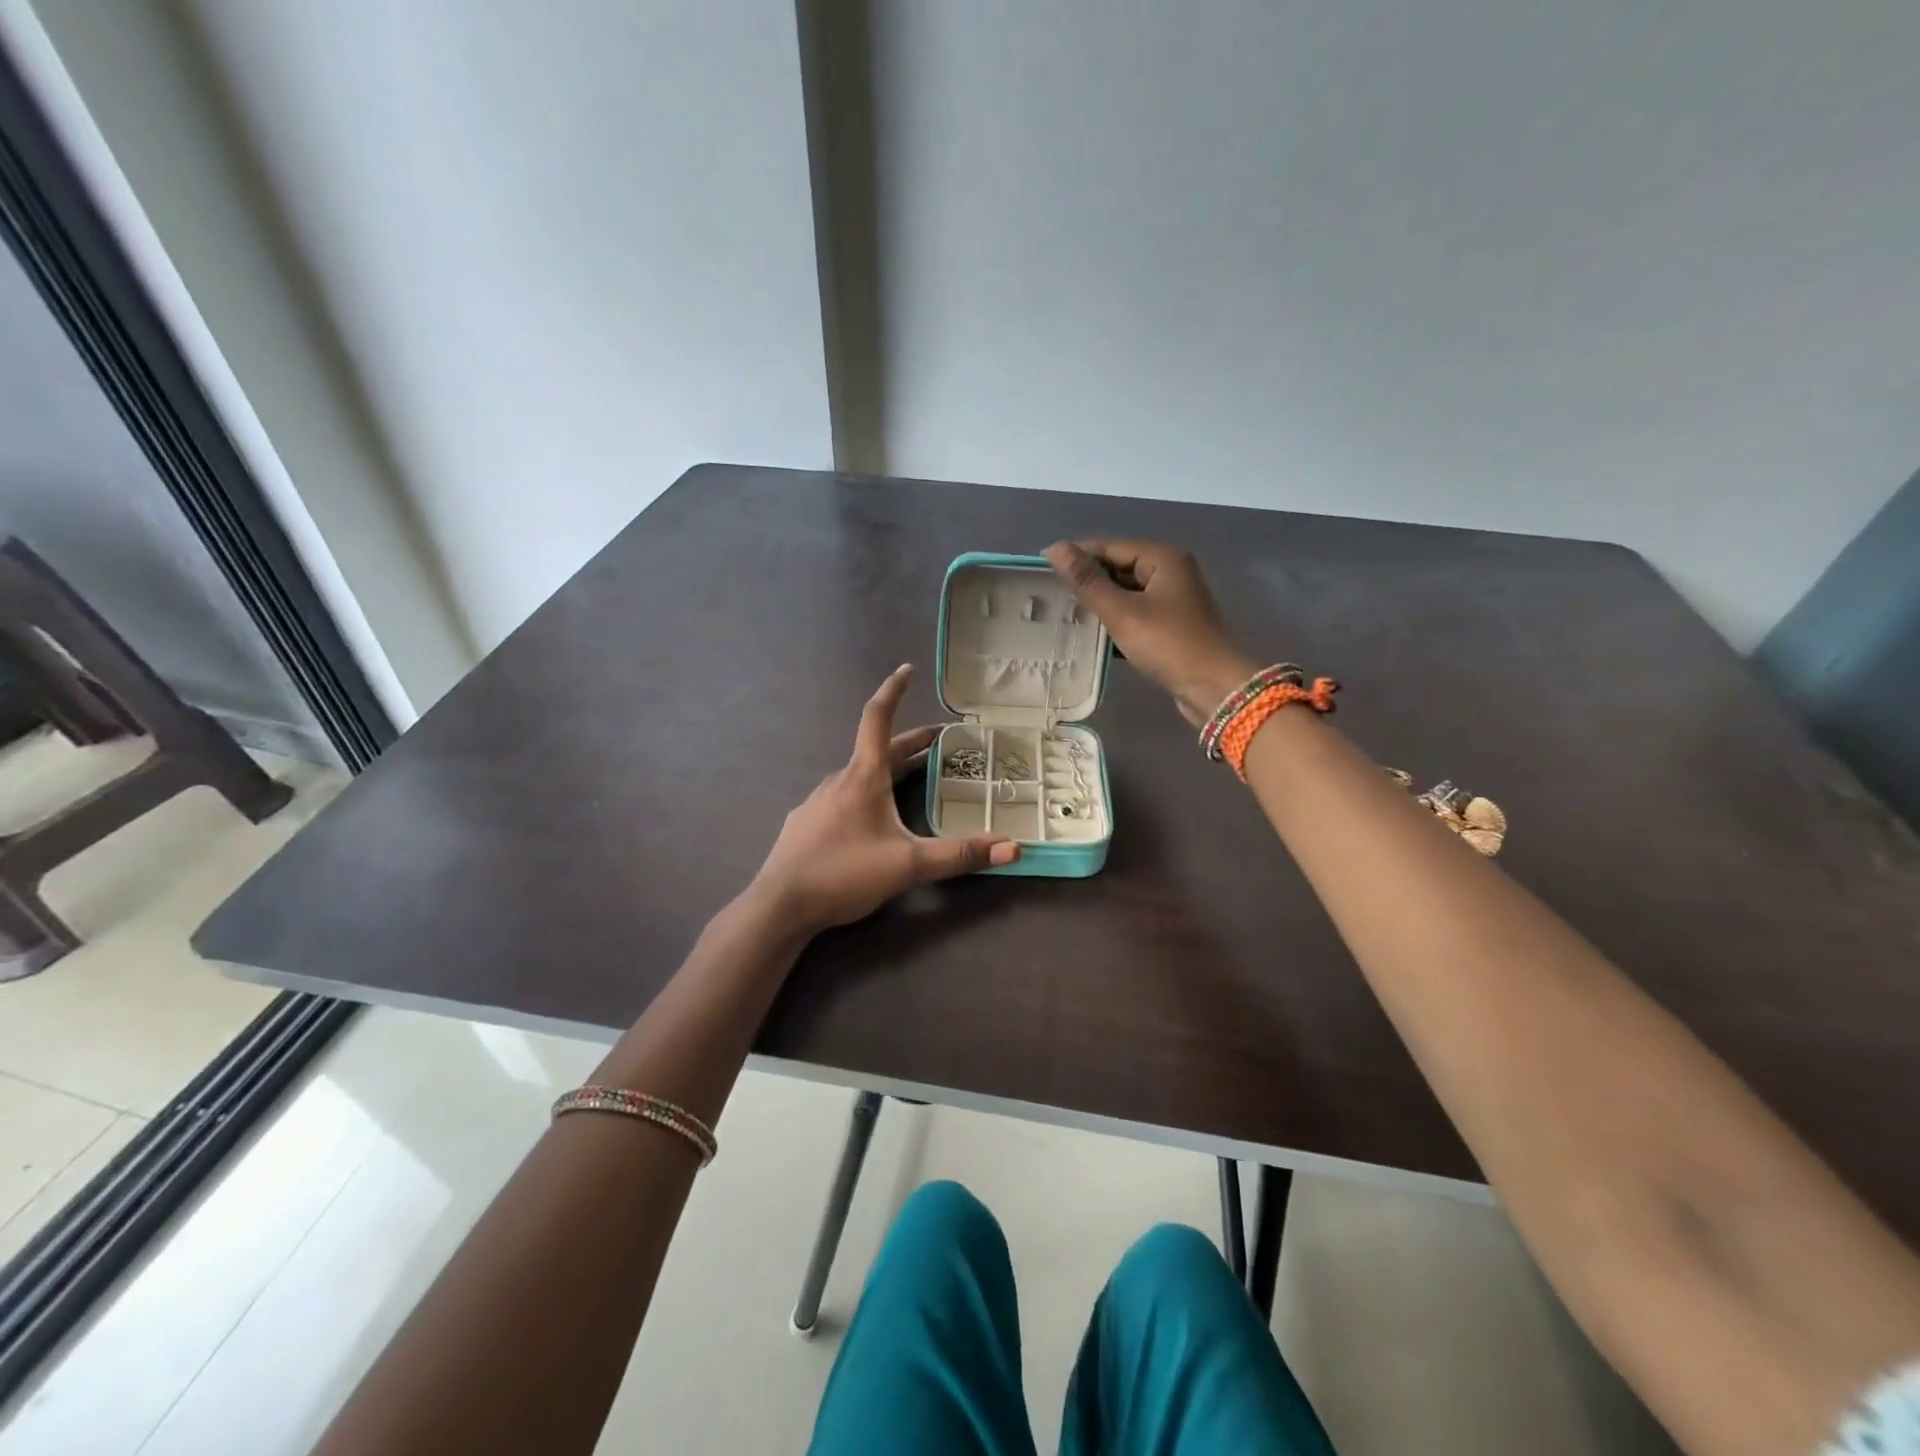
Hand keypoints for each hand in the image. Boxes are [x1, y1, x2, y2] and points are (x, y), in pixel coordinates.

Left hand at [751, 665, 1018, 934]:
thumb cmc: (844, 874)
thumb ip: (960, 855)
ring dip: (889, 768)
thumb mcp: (909, 865)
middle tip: (942, 742)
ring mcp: (818, 801)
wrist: (780, 905)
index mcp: (863, 777)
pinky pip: (843, 796)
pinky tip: (871, 819)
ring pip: (860, 774)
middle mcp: (839, 780)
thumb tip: (1013, 849)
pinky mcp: (806, 823)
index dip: (894, 690)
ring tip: (912, 779)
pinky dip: (867, 792)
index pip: (878, 718)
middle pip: (879, 749)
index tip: (907, 669)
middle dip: (912, 742)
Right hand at [1044, 540, 1255, 725]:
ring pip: (1126, 593)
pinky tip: (1092, 634)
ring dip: (1100, 603)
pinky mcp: (1172, 626)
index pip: (1109, 547)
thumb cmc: (1168, 644)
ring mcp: (1173, 600)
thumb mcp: (1121, 612)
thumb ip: (1087, 581)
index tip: (1041, 568)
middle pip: (1119, 568)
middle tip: (1050, 595)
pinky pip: (1136, 613)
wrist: (1214, 688)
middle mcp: (1171, 572)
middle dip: (1087, 581)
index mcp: (1162, 558)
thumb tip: (1055, 548)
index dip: (1076, 555)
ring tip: (1064, 614)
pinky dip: (1115, 620)